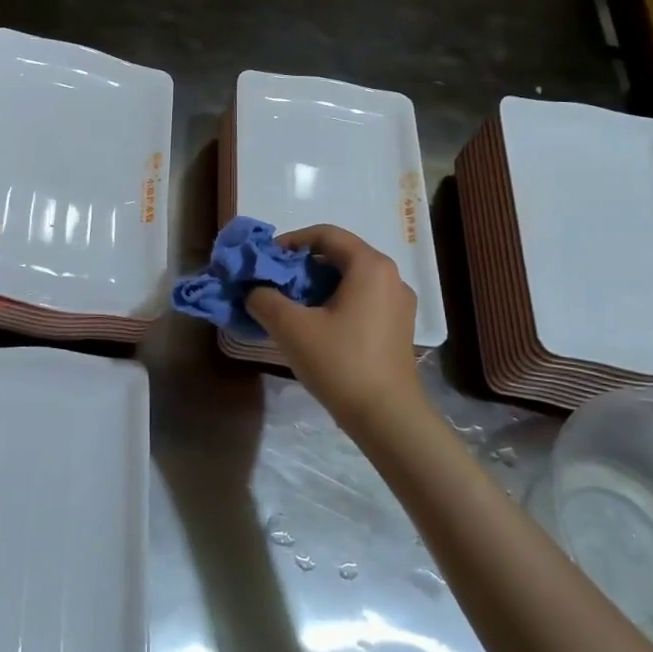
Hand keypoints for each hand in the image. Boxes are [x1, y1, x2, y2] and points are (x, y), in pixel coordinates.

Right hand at [245, 225, 429, 434]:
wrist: (387, 417)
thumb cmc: (340, 362)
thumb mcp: (291, 327)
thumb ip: (264, 298)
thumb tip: (254, 290)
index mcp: (370, 266)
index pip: (325, 234)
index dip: (290, 241)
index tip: (265, 260)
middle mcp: (390, 276)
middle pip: (339, 255)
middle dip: (301, 265)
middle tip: (273, 283)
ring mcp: (398, 303)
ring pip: (350, 279)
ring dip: (317, 285)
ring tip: (290, 305)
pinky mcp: (398, 327)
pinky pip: (362, 300)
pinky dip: (335, 302)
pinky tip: (316, 326)